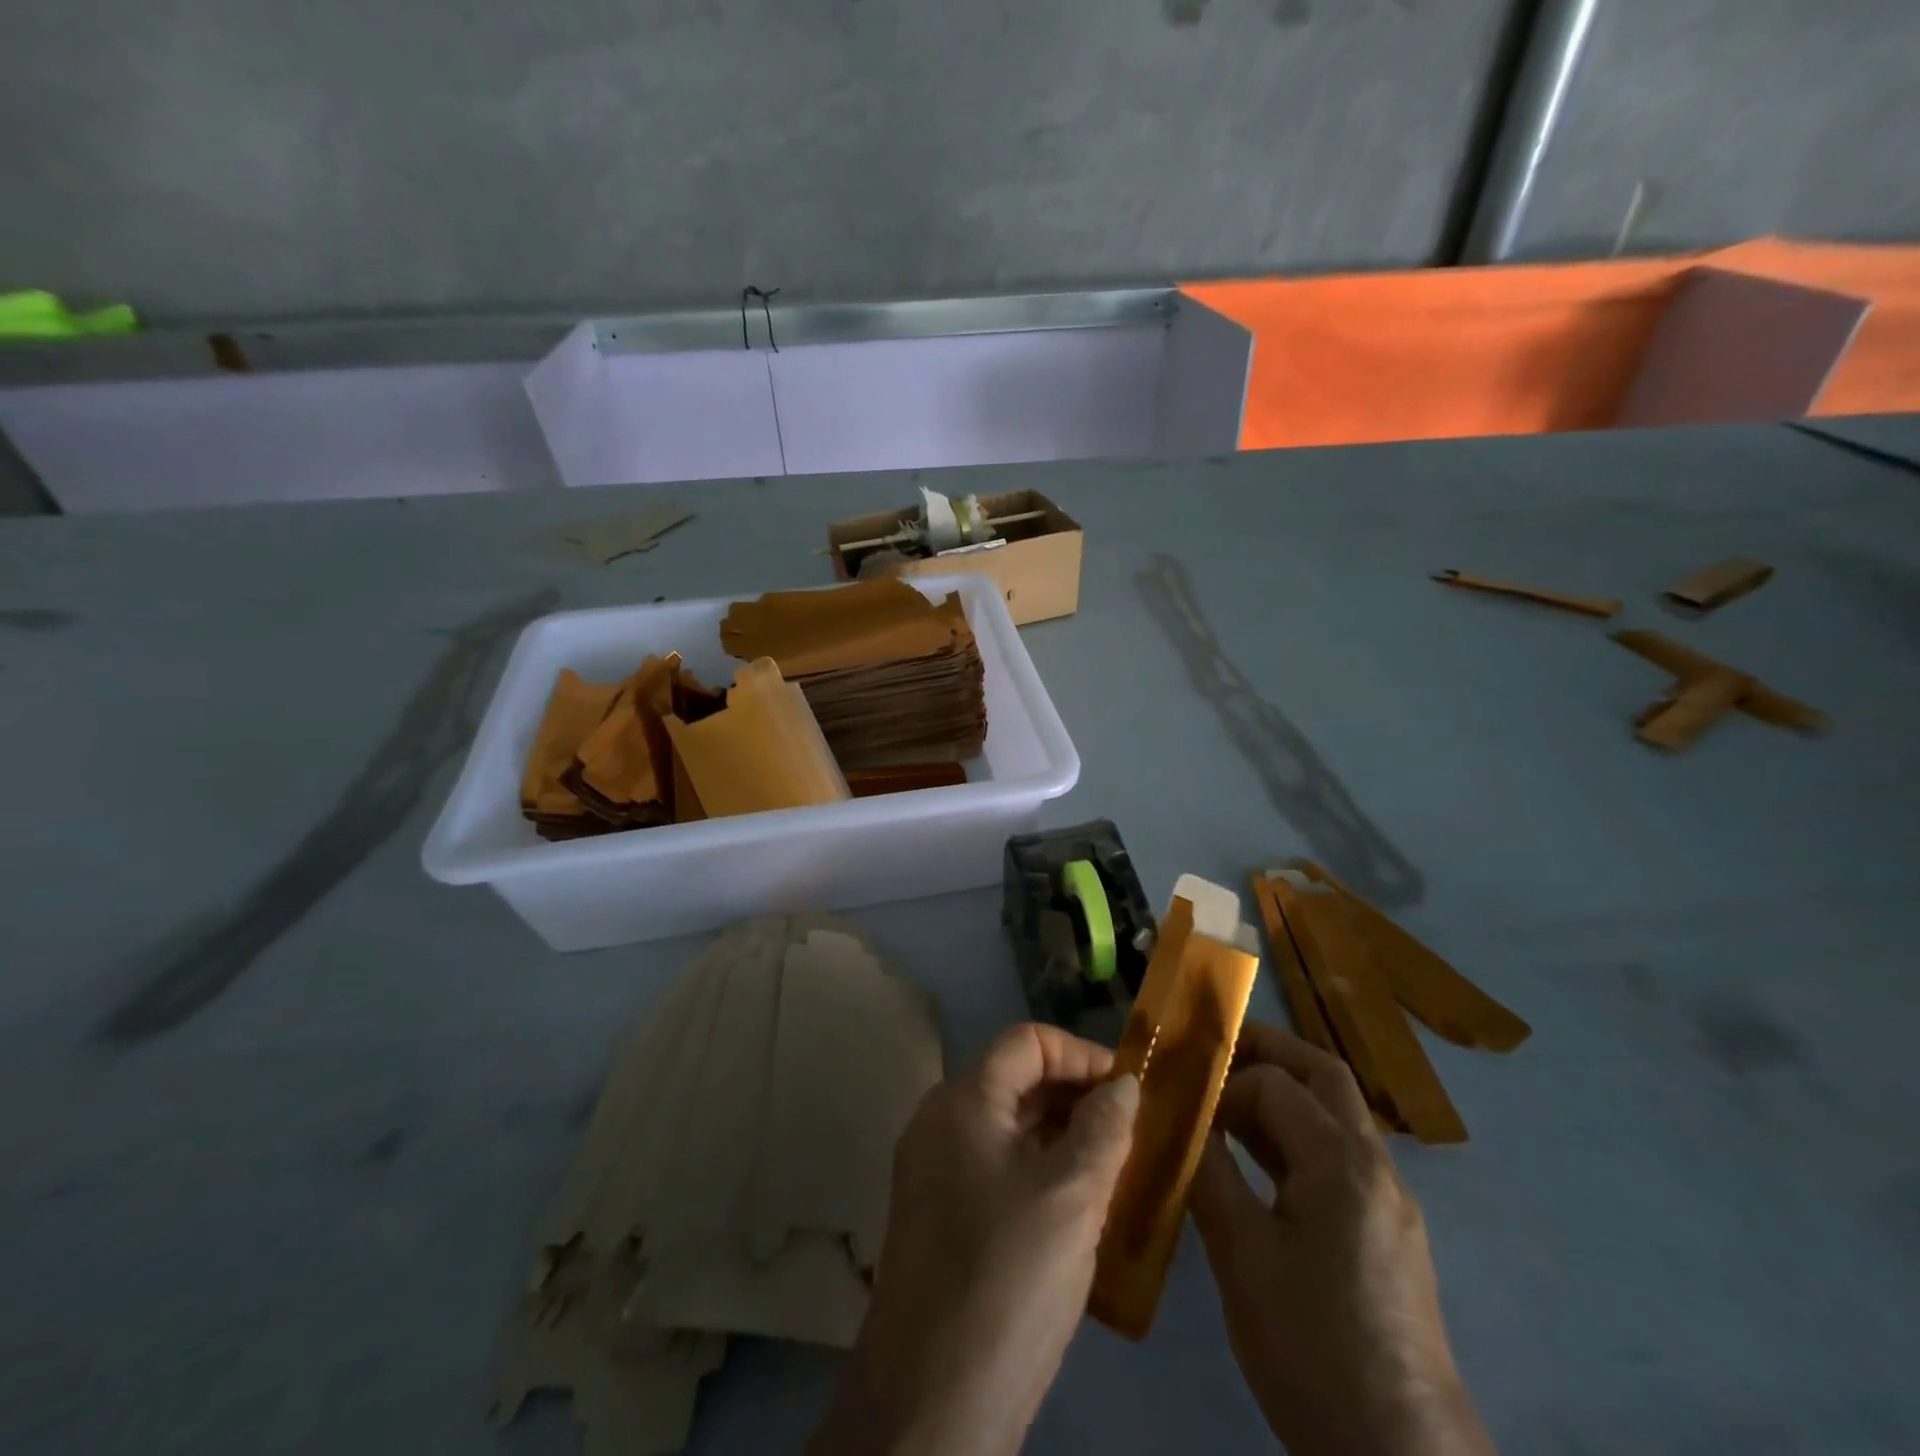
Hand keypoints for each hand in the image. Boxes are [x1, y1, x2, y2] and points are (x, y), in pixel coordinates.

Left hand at [809, 1023, 1139, 1455]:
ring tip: (1116, 1168)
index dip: (1081, 1055)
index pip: (1028, 1042)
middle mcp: (940, 1121)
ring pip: (1009, 1127)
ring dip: (1062, 1136)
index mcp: (963, 1100)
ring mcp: (935, 1169)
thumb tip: (1123, 1084)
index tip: (1130, 1090)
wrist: (930, 1402)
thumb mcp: (1072, 1198)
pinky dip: (1039, 1170)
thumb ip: (1104, 1129)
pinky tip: (1078, 1207)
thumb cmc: (1008, 1279)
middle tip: (1132, 1131)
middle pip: (1016, 1080)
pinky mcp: (940, 1213)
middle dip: (1076, 1097)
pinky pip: (997, 1166)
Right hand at [1189, 1024, 1493, 1455]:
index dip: (1224, 1083)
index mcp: (1342, 1162)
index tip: (1182, 1100)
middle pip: (1323, 1075)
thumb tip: (1177, 1119)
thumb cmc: (1312, 1345)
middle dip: (1267, 1053)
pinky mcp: (1388, 1233)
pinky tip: (1259, 1165)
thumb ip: (1208, 1171)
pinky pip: (1340, 1157)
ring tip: (1223, 1107)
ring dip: (1282, 1096)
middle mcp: (1375, 1166)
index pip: (1275, 1083)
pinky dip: (1297, 1138)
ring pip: (1335, 1114)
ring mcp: (1389, 1200)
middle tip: (1212, 1057)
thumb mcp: (1241, 1254)